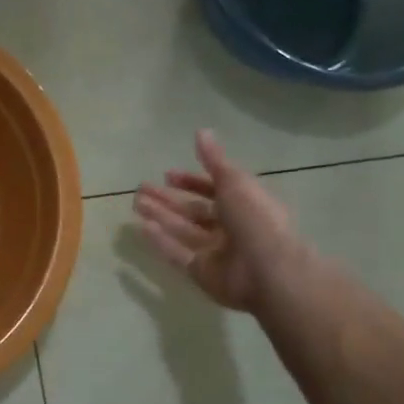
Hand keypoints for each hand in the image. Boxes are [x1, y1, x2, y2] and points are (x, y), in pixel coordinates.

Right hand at [134, 130, 308, 313]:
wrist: (268, 270)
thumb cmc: (255, 219)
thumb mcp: (235, 181)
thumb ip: (214, 159)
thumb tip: (201, 131)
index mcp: (244, 204)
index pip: (214, 190)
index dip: (191, 181)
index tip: (167, 175)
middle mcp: (230, 227)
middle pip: (194, 211)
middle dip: (168, 199)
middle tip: (141, 189)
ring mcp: (215, 251)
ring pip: (182, 230)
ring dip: (160, 216)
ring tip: (135, 204)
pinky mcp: (202, 272)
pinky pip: (177, 254)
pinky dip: (161, 241)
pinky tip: (142, 228)